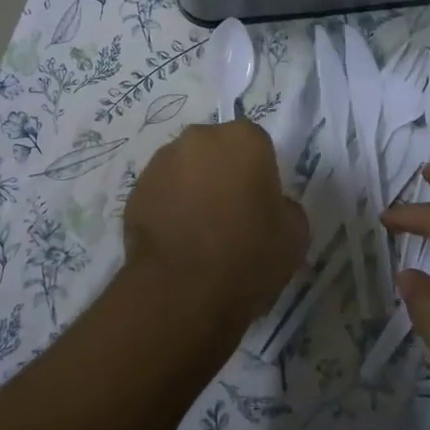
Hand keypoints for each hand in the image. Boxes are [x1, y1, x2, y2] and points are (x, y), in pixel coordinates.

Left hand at [123, 121, 308, 334]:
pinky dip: (167, 209)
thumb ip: (285, 206)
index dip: (259, 173)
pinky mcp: (134, 191)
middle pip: (215, 150)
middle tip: (229, 214)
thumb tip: (271, 205)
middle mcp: (198, 138)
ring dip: (191, 189)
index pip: (256, 145)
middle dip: (221, 173)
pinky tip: (175, 242)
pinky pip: (160, 194)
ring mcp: (160, 162)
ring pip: (183, 169)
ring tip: (198, 232)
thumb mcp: (295, 234)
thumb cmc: (249, 255)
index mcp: (243, 139)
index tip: (260, 203)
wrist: (182, 291)